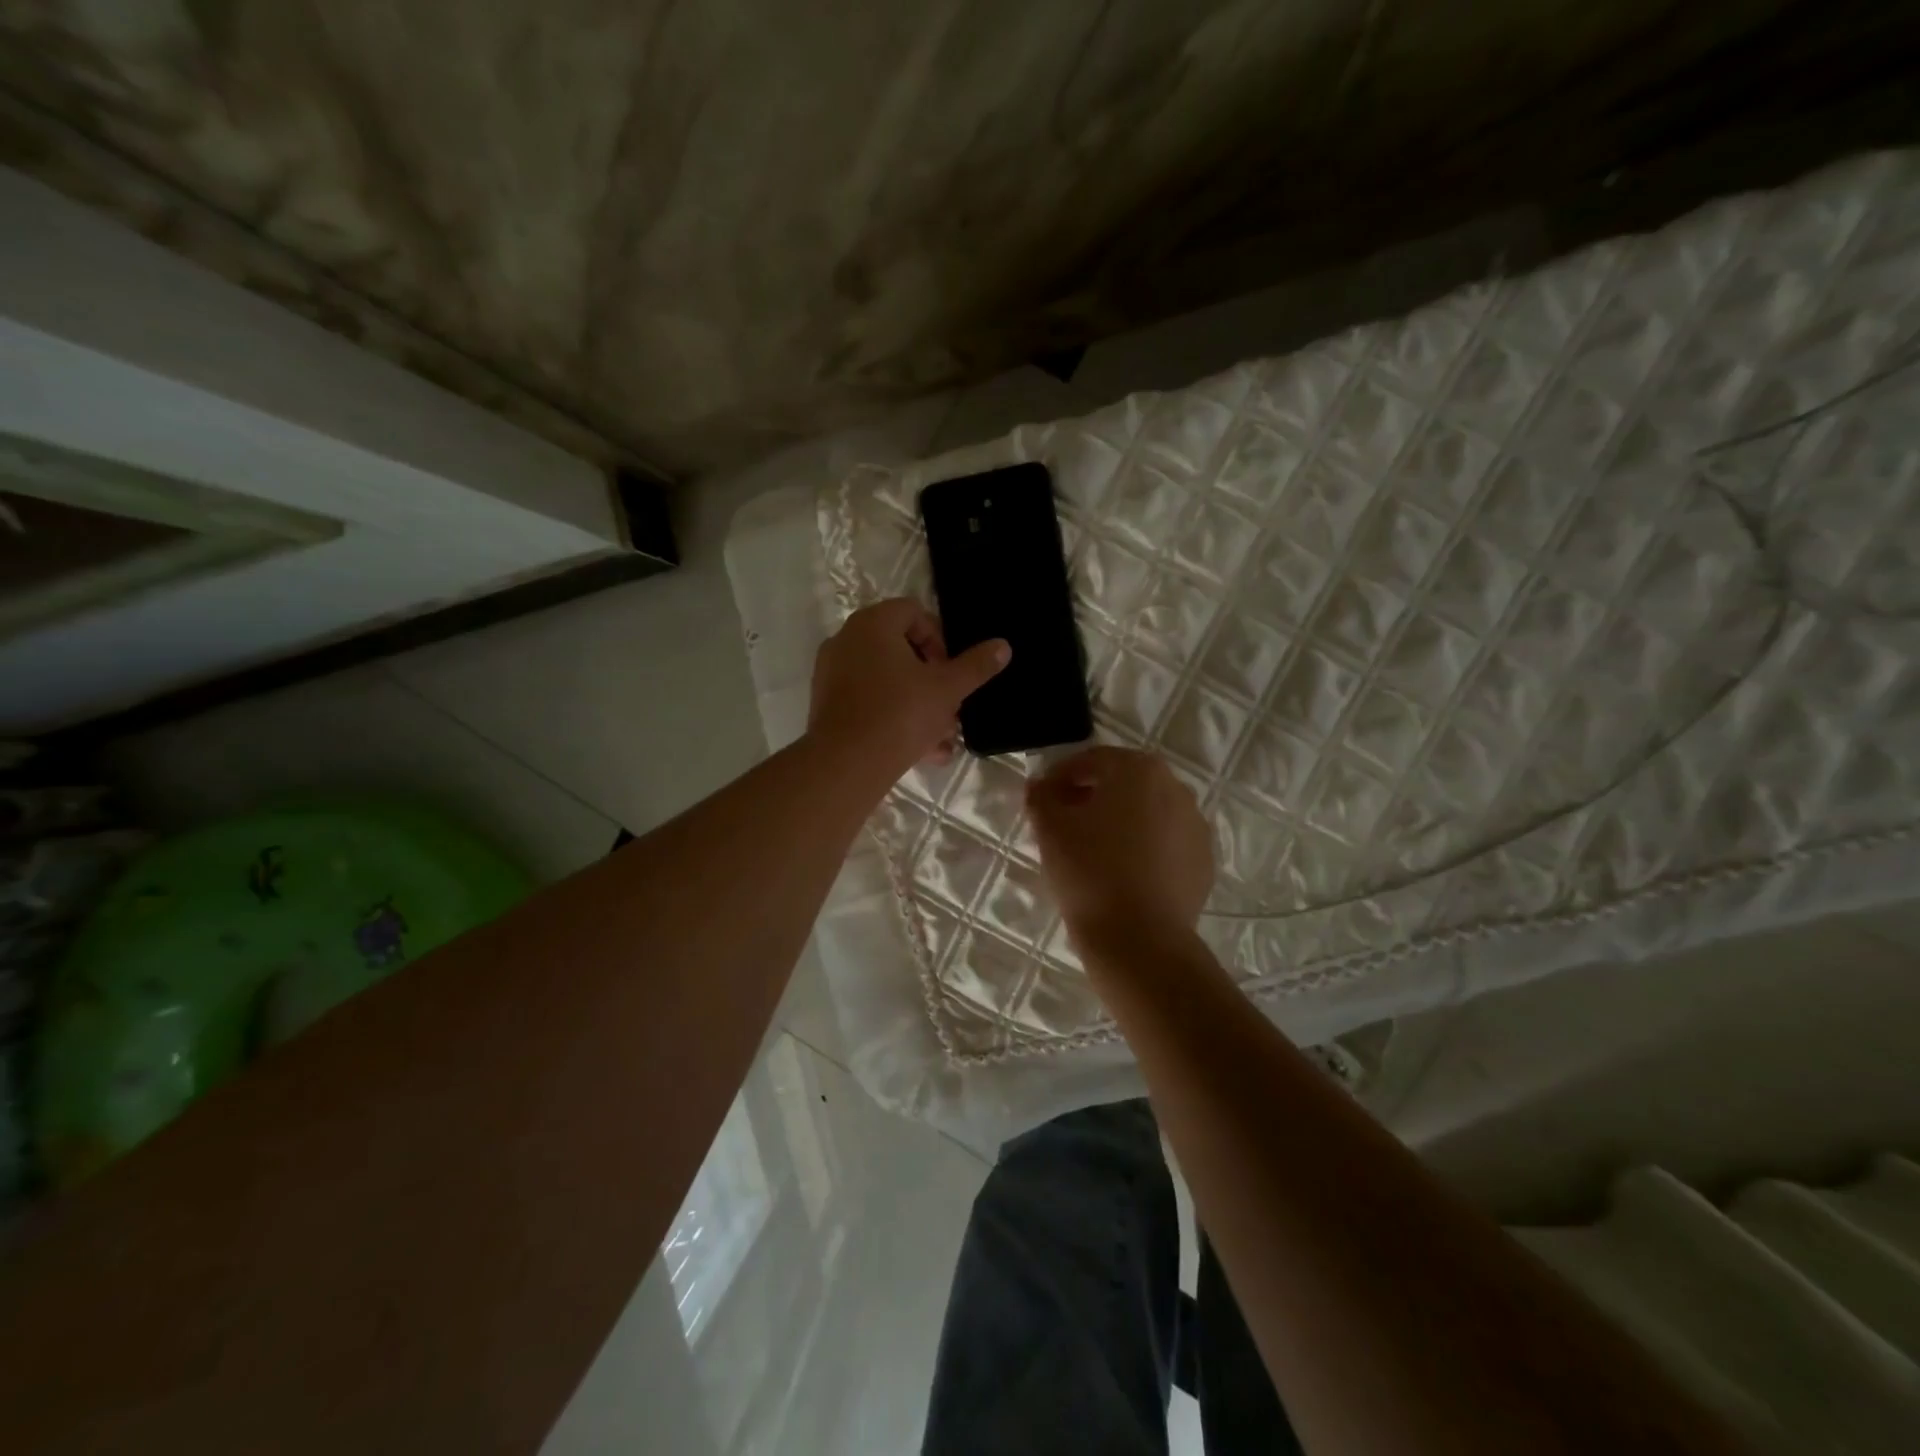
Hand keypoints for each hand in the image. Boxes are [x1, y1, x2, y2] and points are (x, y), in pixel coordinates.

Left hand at [808, 599, 1009, 778]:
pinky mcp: (827, 705)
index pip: (913, 612)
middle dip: (931, 679)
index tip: (951, 670)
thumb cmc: (901, 714)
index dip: (939, 639)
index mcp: (873, 624)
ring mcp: (832, 673)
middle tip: (950, 705)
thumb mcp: (947, 689)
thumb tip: (1003, 646)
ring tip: (942, 737)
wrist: (847, 764)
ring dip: (918, 704)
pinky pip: (869, 702)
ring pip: (887, 681)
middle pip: (900, 649)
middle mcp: (847, 640)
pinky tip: (922, 751)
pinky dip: (895, 718)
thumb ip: (976, 666)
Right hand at [1027, 747, 1213, 951]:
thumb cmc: (1090, 871)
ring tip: (1091, 851)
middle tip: (1063, 823)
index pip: (1092, 760)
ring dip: (1119, 822)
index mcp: (1139, 770)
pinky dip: (1143, 848)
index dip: (1060, 777)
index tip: (1041, 799)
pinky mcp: (1203, 861)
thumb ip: (1041, 796)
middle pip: (1124, 783)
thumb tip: (1040, 787)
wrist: (1140, 939)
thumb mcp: (1049, 829)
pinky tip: (1121, 873)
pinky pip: (1165, 844)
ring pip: (1147, 813)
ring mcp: (1196, 826)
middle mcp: (1176, 788)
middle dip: (1092, 797)